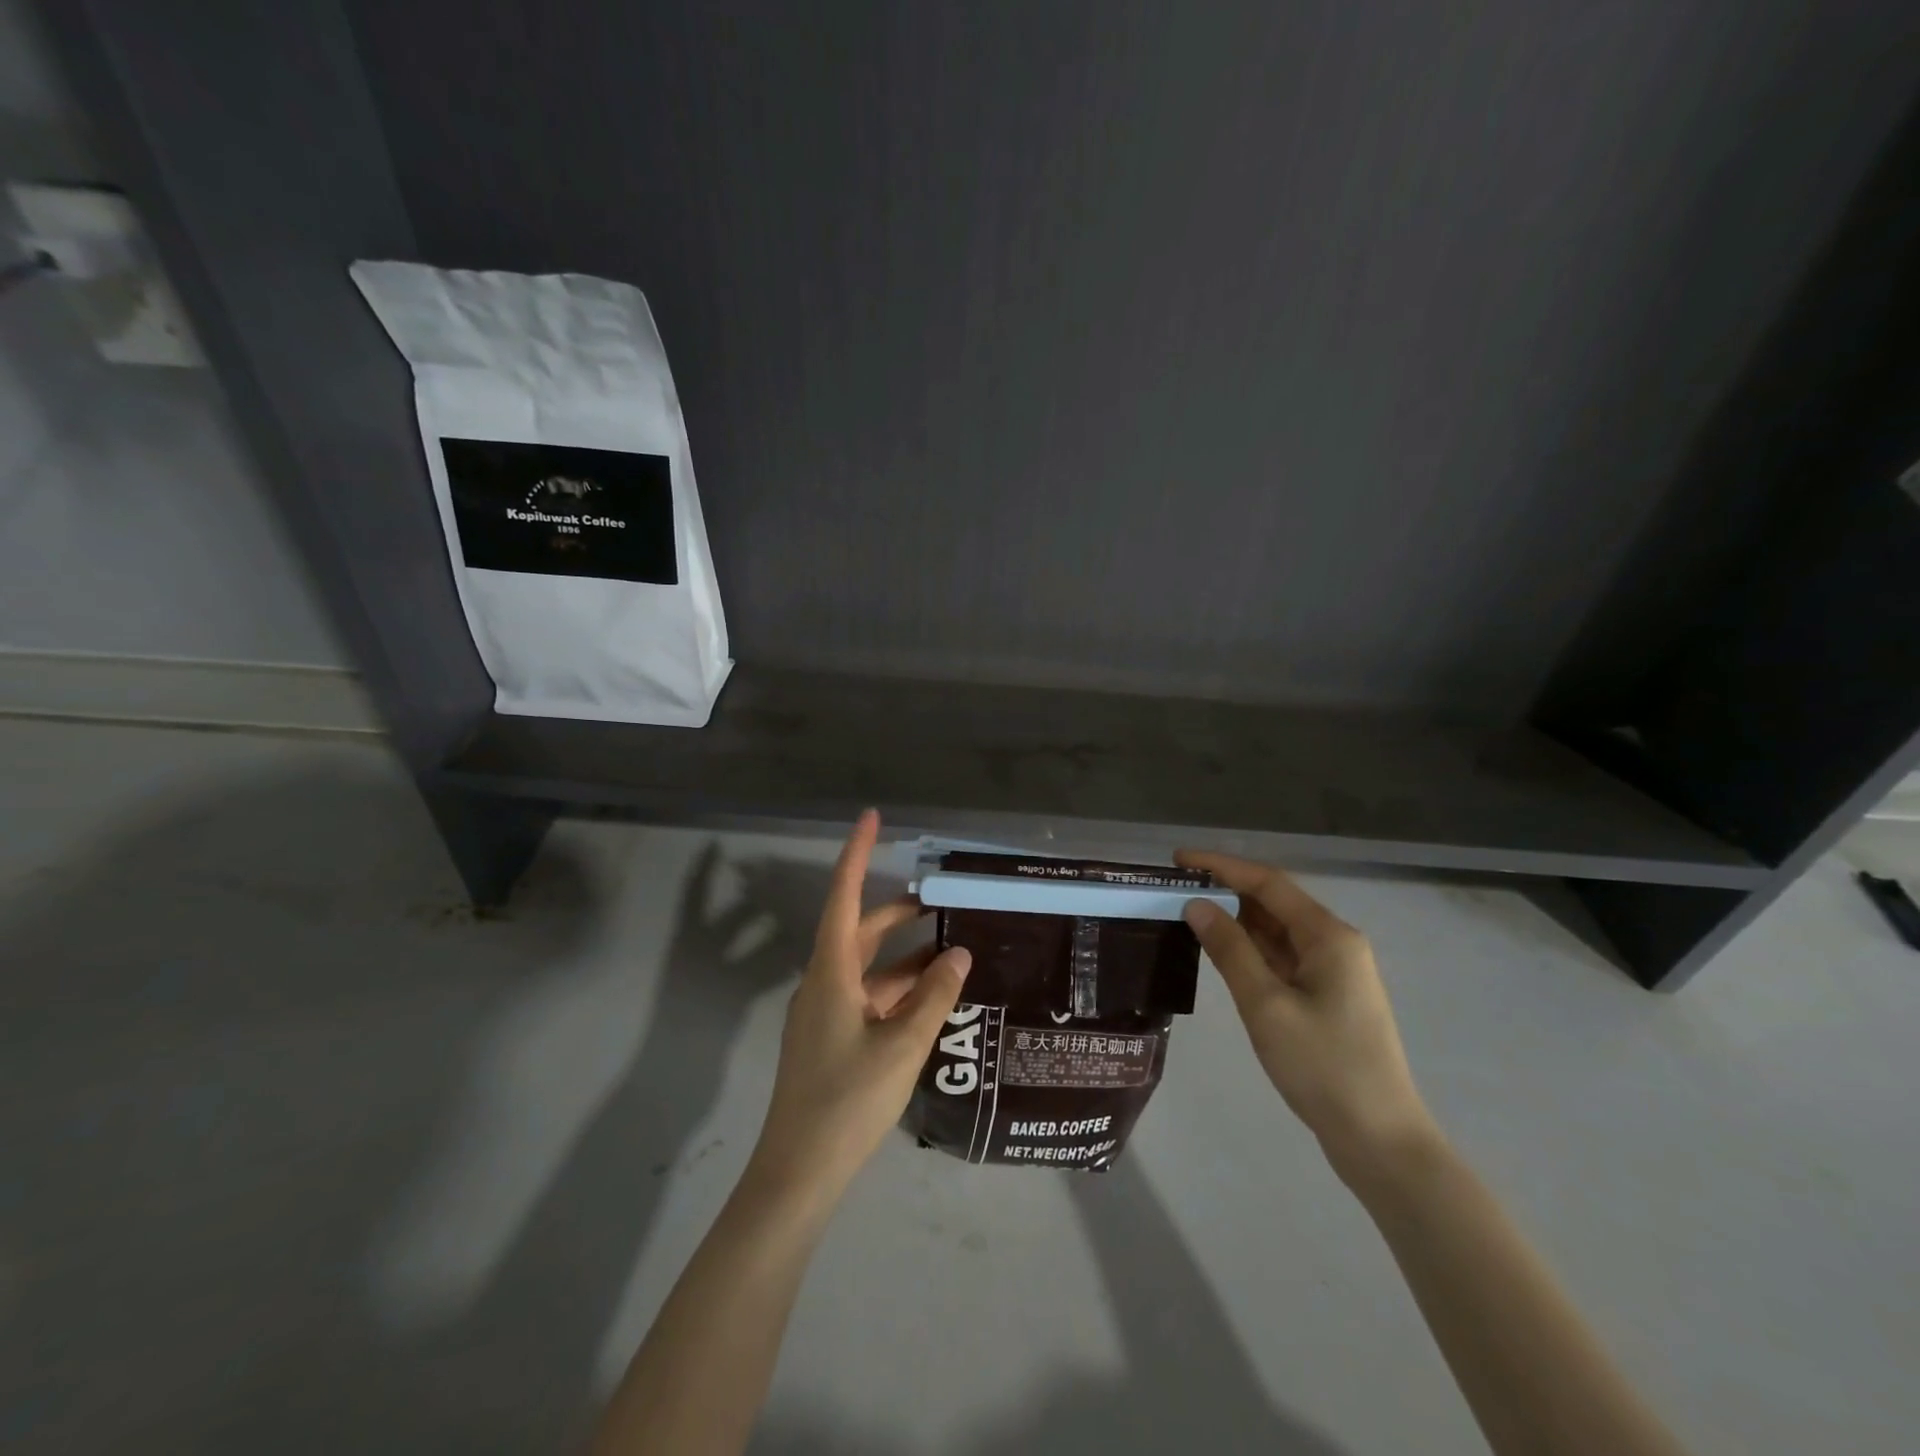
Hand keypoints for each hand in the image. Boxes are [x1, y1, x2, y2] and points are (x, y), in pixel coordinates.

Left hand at [748, 811, 971, 1204]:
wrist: (799, 1173)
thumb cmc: (848, 1100)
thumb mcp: (902, 1045)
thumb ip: (933, 996)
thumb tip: (958, 953)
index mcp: (831, 972)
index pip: (844, 897)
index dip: (857, 854)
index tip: (872, 817)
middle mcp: (824, 983)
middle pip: (860, 930)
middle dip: (897, 911)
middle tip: (940, 897)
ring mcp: (827, 1013)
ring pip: (869, 967)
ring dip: (905, 956)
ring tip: (951, 948)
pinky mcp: (834, 1039)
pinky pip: (869, 997)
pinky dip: (899, 990)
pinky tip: (932, 998)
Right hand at [1175, 850, 1437, 1183]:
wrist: (1379, 1139)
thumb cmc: (1322, 1066)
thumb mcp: (1266, 1006)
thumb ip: (1230, 950)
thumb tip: (1197, 905)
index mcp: (1329, 936)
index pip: (1268, 883)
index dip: (1221, 866)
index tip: (1178, 859)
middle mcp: (1335, 943)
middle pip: (1274, 902)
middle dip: (1226, 890)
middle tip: (1175, 888)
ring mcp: (1333, 971)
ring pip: (1277, 931)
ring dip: (1236, 920)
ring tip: (1188, 912)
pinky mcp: (1327, 996)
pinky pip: (1282, 957)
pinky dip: (1250, 949)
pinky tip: (1219, 950)